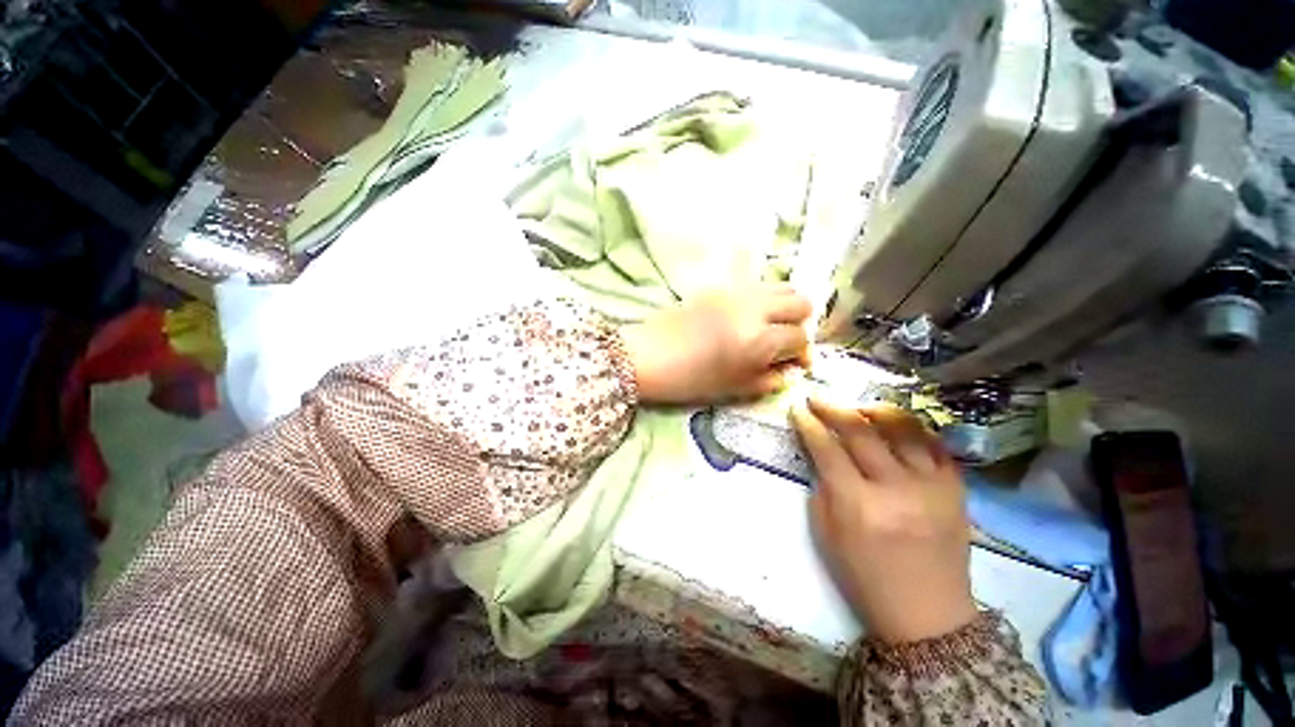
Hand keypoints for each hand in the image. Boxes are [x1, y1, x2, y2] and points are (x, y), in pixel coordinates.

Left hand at [621, 284, 811, 403]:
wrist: (647, 356)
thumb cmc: (690, 380)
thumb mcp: (736, 389)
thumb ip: (771, 378)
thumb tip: (792, 368)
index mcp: (758, 340)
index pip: (799, 338)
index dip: (802, 353)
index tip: (794, 363)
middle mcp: (753, 308)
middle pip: (800, 302)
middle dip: (800, 324)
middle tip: (784, 341)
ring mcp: (737, 292)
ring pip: (782, 287)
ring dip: (785, 307)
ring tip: (770, 326)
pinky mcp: (721, 285)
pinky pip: (757, 285)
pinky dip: (764, 299)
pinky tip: (749, 317)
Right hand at [791, 398, 976, 643]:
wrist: (928, 613)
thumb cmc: (865, 576)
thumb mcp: (826, 533)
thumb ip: (823, 487)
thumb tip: (823, 452)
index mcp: (858, 505)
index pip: (827, 449)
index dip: (808, 424)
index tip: (797, 408)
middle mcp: (897, 489)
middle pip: (861, 431)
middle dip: (833, 408)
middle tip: (817, 398)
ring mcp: (933, 487)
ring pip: (903, 428)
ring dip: (874, 410)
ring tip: (858, 407)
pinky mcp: (957, 490)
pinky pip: (935, 445)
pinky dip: (913, 429)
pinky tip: (897, 427)